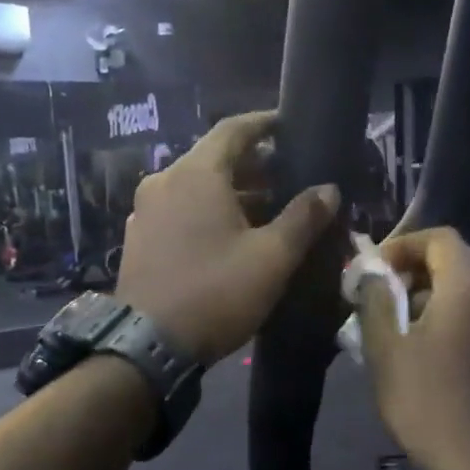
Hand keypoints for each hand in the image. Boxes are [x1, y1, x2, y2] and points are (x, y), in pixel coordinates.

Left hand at [115, 112, 339, 362]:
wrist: (148, 346)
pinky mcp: (139, 238)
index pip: (233, 129)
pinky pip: (180, 210)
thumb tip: (329, 189)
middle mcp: (164, 181)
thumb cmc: (216, 291)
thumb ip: (303, 218)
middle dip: (254, 165)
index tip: (290, 125)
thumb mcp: (272, 257)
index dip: (265, 124)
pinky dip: (209, 211)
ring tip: (268, 211)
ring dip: (233, 192)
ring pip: (196, 187)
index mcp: (195, 173)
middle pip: (214, 158)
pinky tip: (231, 236)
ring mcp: (146, 210)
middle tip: (290, 177)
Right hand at [360, 227, 469, 469]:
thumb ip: (376, 297)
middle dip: (414, 268)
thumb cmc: (422, 397)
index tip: (376, 269)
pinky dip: (447, 312)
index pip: (440, 238)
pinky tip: (421, 344)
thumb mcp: (385, 345)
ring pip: (465, 287)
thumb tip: (374, 275)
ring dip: (429, 292)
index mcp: (468, 288)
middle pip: (455, 260)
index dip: (404, 244)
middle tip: (382, 292)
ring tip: (395, 320)